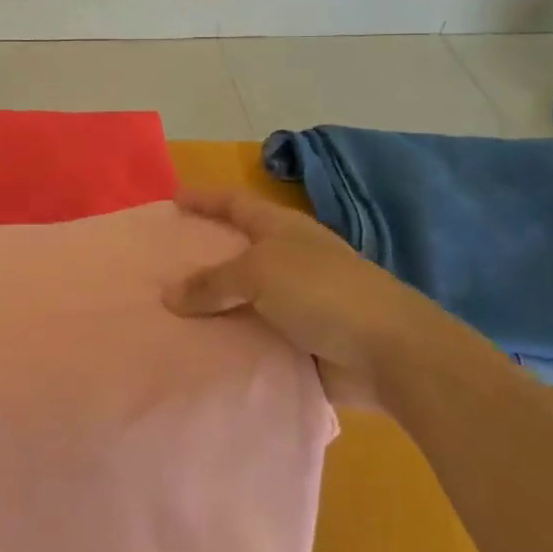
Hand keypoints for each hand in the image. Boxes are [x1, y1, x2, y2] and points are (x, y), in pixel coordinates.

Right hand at [164, 186, 461, 407]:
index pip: (234, 203)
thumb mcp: (258, 273)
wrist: (390, 353)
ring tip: (169, 313)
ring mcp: (297, 301)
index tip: (172, 200)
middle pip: (236, 250)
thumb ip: (211, 282)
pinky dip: (230, 340)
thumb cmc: (322, 291)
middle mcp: (288, 259)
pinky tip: (201, 349)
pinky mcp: (302, 340)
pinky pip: (253, 336)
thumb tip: (168, 295)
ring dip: (212, 305)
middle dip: (201, 256)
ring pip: (242, 298)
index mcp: (281, 229)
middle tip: (161, 264)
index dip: (204, 199)